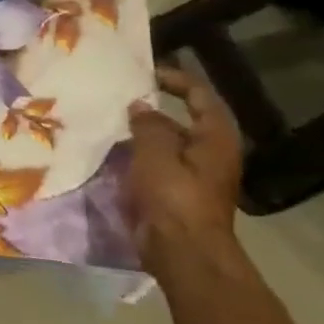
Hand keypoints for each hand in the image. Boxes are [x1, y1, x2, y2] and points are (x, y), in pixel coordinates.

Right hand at [125, 65, 243, 267]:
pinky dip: (137, 155)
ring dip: (141, 133)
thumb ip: (148, 125)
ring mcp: (194, 174)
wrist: (182, 250)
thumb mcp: (156, 153)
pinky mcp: (176, 192)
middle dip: (153, 108)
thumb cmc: (174, 197)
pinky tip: (111, 152)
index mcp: (215, 138)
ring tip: (108, 122)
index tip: (145, 72)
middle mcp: (210, 153)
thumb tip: (141, 106)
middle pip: (183, 120)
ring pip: (166, 143)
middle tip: (119, 98)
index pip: (200, 96)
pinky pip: (156, 163)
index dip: (175, 79)